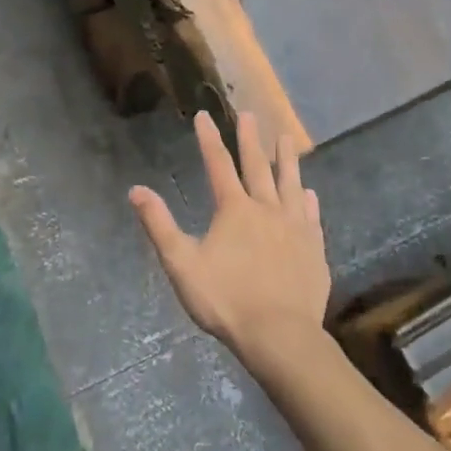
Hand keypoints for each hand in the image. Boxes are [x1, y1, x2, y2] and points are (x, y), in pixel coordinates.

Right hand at [129, 111, 329, 367]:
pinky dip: (308, 200)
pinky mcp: (313, 249)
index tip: (204, 115)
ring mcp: (295, 228)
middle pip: (257, 166)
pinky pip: (311, 216)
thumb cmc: (226, 300)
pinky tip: (309, 193)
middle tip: (250, 114)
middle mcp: (266, 209)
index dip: (209, 139)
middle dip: (250, 139)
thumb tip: (136, 190)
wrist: (280, 336)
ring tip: (286, 138)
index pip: (218, 165)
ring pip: (290, 184)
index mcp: (234, 210)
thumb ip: (159, 225)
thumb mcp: (182, 264)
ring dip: (286, 159)